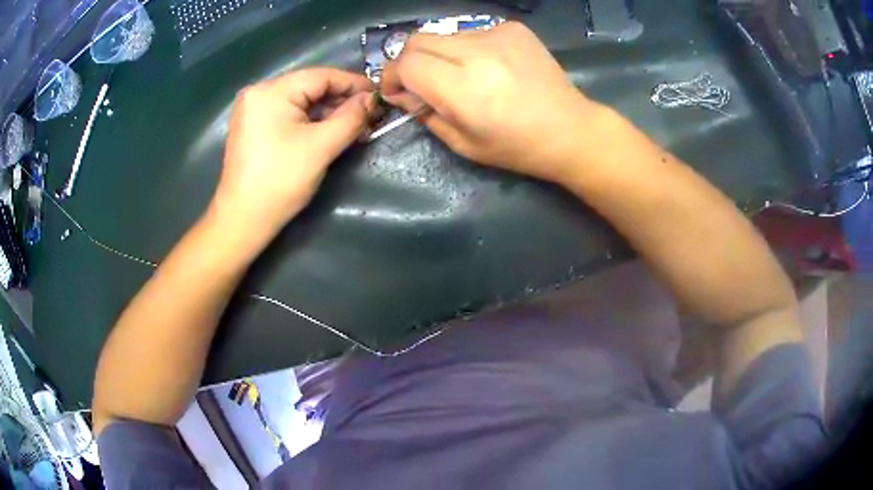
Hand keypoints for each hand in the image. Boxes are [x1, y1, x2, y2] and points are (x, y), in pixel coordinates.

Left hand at [212, 68, 374, 239]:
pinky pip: (287, 114)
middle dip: (341, 101)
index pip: (322, 76)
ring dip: (327, 113)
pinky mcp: (252, 126)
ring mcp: (252, 110)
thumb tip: (373, 99)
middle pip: (310, 87)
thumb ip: (351, 117)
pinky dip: (309, 121)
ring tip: (354, 127)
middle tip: (369, 116)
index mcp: (271, 91)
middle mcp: (258, 92)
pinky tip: (328, 132)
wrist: (243, 220)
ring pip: (300, 101)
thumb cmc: (280, 181)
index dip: (354, 84)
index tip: (379, 96)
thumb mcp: (321, 146)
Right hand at [381, 22, 604, 183]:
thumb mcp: (463, 144)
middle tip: (420, 82)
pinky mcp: (514, 28)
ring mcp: (498, 35)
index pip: (406, 63)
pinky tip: (487, 67)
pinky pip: (473, 32)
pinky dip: (467, 48)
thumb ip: (425, 113)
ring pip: (445, 35)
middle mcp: (477, 53)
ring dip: (440, 54)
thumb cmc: (517, 147)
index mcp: (463, 88)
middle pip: (418, 40)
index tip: (395, 90)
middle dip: (409, 61)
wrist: (570, 130)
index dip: (391, 75)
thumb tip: (403, 93)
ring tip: (460, 76)